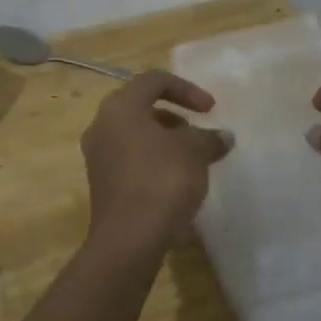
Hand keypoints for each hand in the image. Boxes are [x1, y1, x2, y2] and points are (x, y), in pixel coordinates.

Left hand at [80, 70, 233, 251]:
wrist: (129, 239)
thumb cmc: (162, 181)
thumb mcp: (194, 153)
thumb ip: (209, 138)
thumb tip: (223, 137)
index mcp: (120, 107)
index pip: (154, 81)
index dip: (187, 89)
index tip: (211, 110)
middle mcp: (102, 125)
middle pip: (142, 107)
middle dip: (175, 118)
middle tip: (198, 135)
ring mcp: (97, 156)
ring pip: (136, 135)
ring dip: (166, 141)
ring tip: (192, 160)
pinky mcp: (101, 183)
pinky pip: (131, 160)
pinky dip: (154, 161)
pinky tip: (176, 182)